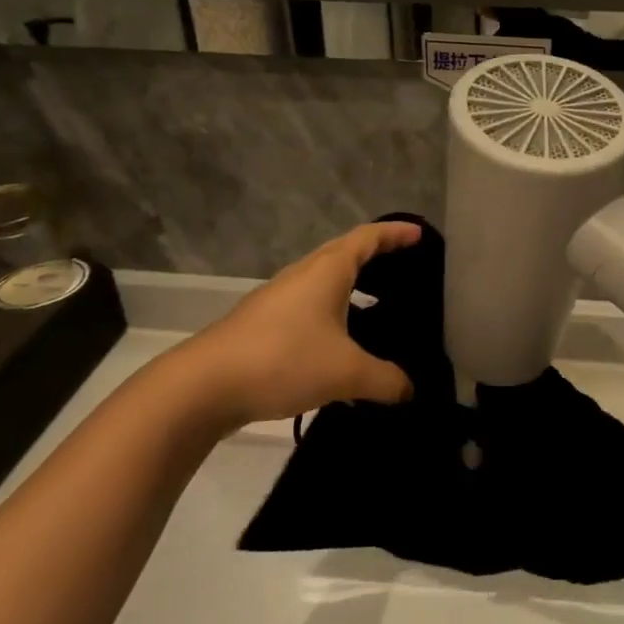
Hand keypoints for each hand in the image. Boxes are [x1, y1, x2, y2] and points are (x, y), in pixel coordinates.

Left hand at [160, 222, 421, 427]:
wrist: (203, 386)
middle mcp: (303, 275)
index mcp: (327, 270)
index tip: (420, 234)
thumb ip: (386, 380)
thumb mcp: (346, 372)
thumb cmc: (283, 359)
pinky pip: (311, 307)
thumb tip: (411, 390)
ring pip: (325, 282)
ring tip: (381, 309)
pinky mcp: (265, 325)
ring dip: (353, 287)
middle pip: (345, 253)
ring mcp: (280, 299)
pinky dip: (335, 313)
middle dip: (377, 256)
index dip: (396, 233)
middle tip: (407, 269)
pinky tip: (344, 345)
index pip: (368, 238)